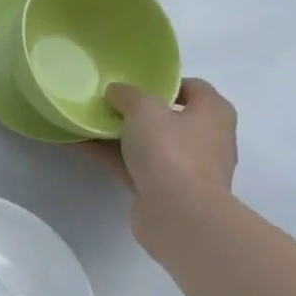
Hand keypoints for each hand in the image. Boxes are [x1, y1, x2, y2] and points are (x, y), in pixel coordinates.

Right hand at [91, 79, 237, 246]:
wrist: (179, 214)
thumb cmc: (171, 151)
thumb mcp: (144, 109)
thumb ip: (128, 94)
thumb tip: (118, 93)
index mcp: (213, 113)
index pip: (192, 87)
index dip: (162, 82)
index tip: (132, 82)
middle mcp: (206, 138)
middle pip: (168, 117)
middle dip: (136, 111)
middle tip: (106, 102)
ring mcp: (187, 167)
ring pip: (149, 144)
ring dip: (119, 135)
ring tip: (86, 123)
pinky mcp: (166, 190)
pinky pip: (136, 166)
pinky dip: (112, 157)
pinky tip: (82, 147)